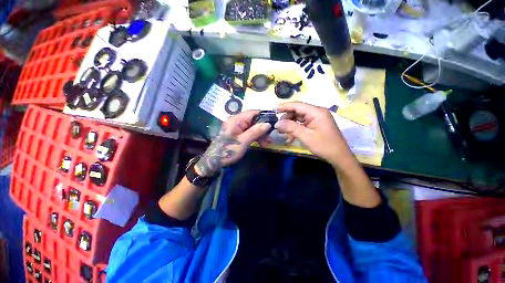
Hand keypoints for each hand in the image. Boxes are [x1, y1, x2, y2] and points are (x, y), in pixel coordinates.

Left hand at [195, 110, 271, 175]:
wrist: (214, 161)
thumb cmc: (227, 151)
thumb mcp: (243, 142)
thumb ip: (255, 132)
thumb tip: (268, 124)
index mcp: (236, 120)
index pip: (253, 113)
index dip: (264, 116)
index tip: (273, 123)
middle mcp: (236, 121)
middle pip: (254, 120)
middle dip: (263, 128)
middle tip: (270, 137)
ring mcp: (237, 127)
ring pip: (253, 126)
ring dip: (260, 133)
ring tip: (266, 143)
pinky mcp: (238, 133)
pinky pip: (249, 132)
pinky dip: (255, 136)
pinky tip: (260, 143)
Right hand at [275, 102, 352, 166]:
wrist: (339, 157)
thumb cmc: (324, 146)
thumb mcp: (305, 136)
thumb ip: (290, 127)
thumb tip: (277, 123)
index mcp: (316, 112)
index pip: (297, 105)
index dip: (285, 106)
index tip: (273, 110)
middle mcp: (317, 112)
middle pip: (297, 111)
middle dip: (287, 118)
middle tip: (278, 126)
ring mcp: (316, 119)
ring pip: (299, 118)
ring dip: (290, 125)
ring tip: (282, 133)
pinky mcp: (316, 125)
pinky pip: (302, 124)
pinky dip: (295, 130)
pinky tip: (290, 138)